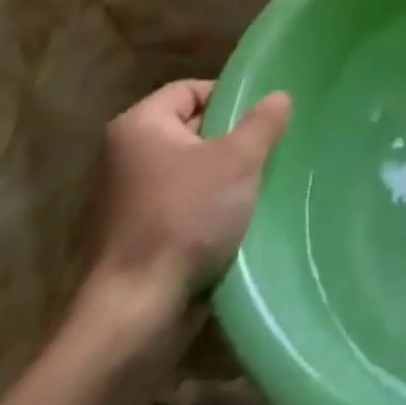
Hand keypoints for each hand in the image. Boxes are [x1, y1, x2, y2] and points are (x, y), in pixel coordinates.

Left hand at [85, 80, 292, 331]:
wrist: (136, 314)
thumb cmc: (185, 219)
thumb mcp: (238, 160)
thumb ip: (262, 122)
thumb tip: (279, 96)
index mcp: (139, 126)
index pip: (192, 90)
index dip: (230, 97)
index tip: (264, 118)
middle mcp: (126, 156)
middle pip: (193, 128)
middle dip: (233, 137)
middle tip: (269, 147)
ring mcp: (128, 199)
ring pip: (192, 169)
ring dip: (225, 176)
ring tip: (261, 181)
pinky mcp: (138, 236)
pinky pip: (184, 204)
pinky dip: (210, 206)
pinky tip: (240, 216)